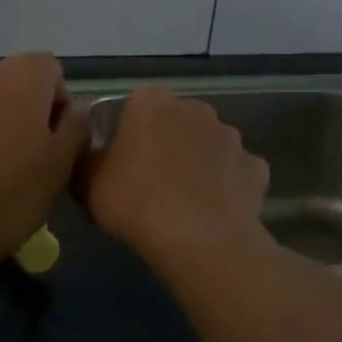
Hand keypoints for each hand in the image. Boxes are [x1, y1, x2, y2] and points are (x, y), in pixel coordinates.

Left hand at [0, 54, 88, 272]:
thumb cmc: (10, 197)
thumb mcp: (60, 167)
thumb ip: (76, 126)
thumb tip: (81, 105)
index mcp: (19, 80)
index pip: (48, 66)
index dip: (57, 98)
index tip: (55, 135)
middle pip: (9, 80)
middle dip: (21, 106)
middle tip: (25, 152)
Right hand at [77, 86, 270, 271]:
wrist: (198, 239)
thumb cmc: (135, 202)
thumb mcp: (86, 183)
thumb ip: (86, 160)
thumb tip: (92, 155)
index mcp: (151, 102)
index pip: (134, 108)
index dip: (127, 136)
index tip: (120, 165)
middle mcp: (195, 108)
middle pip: (175, 123)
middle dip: (166, 144)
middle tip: (151, 183)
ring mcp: (231, 136)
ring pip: (209, 145)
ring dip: (199, 163)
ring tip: (186, 201)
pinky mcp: (256, 166)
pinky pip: (236, 173)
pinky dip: (228, 186)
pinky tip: (216, 211)